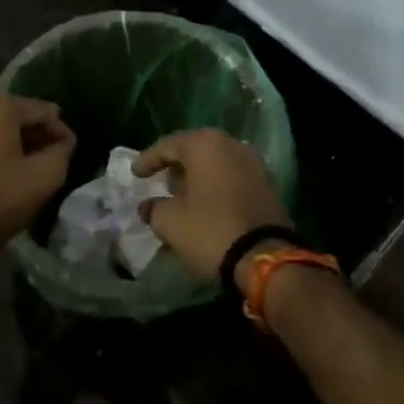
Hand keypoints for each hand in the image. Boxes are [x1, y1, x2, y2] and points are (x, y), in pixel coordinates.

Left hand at [0, 95, 76, 261]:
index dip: (62, 131)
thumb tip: (63, 143)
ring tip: (34, 171)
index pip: (44, 111)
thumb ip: (62, 152)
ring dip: (18, 148)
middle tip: (56, 160)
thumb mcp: (45, 176)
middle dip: (39, 137)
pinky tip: (8, 179)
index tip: (71, 153)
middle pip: (18, 119)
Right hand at [134, 129, 289, 281]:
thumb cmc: (211, 231)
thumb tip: (149, 207)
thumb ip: (153, 208)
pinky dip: (216, 187)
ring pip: (216, 164)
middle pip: (195, 150)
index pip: (168, 145)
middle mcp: (232, 145)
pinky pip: (232, 178)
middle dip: (175, 166)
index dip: (148, 160)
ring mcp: (254, 164)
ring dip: (197, 178)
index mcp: (206, 145)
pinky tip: (205, 206)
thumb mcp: (170, 222)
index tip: (135, 174)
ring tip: (181, 196)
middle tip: (159, 181)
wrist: (265, 259)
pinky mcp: (267, 186)